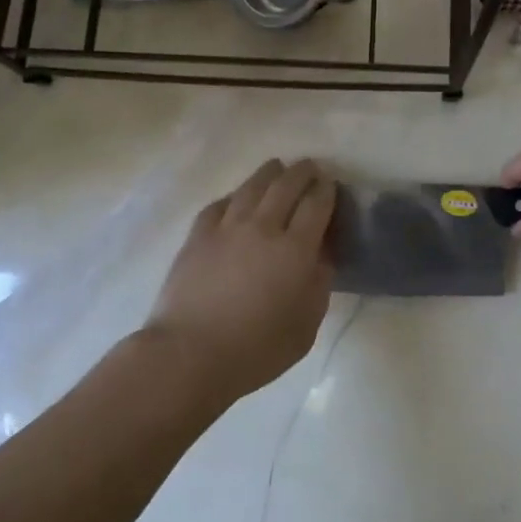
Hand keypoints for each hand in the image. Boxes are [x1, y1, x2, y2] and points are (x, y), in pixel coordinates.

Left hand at [144, 158, 337, 401]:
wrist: (189, 354)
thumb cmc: (256, 350)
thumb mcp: (306, 326)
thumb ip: (319, 285)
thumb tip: (321, 256)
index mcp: (295, 249)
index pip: (316, 204)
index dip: (327, 190)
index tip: (331, 184)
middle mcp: (263, 227)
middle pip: (286, 185)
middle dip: (302, 172)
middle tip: (310, 168)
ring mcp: (227, 227)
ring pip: (252, 187)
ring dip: (269, 173)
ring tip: (276, 168)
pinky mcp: (198, 235)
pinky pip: (220, 204)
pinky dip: (234, 196)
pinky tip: (237, 198)